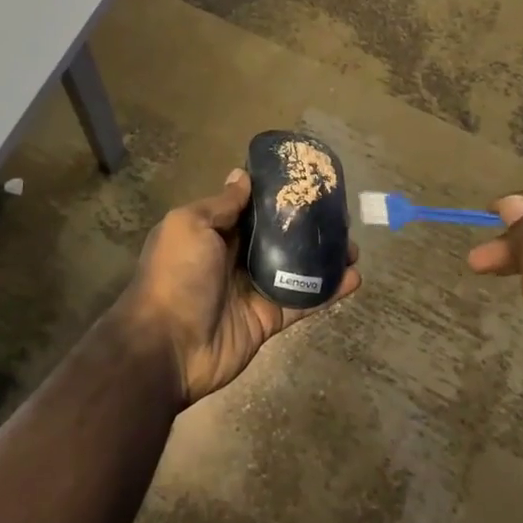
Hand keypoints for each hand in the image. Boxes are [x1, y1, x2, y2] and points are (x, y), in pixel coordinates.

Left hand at [116, 169, 360, 406]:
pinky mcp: (268, 318)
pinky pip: (302, 301)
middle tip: (340, 215)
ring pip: (295, 267)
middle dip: (306, 226)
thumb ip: (221, 204)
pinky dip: (328, 291)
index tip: (306, 181)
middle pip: (276, 236)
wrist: (167, 346)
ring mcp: (252, 289)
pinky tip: (354, 278)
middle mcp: (233, 257)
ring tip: (354, 246)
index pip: (249, 207)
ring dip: (323, 257)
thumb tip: (242, 175)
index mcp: (212, 231)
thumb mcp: (190, 226)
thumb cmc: (176, 275)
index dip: (276, 195)